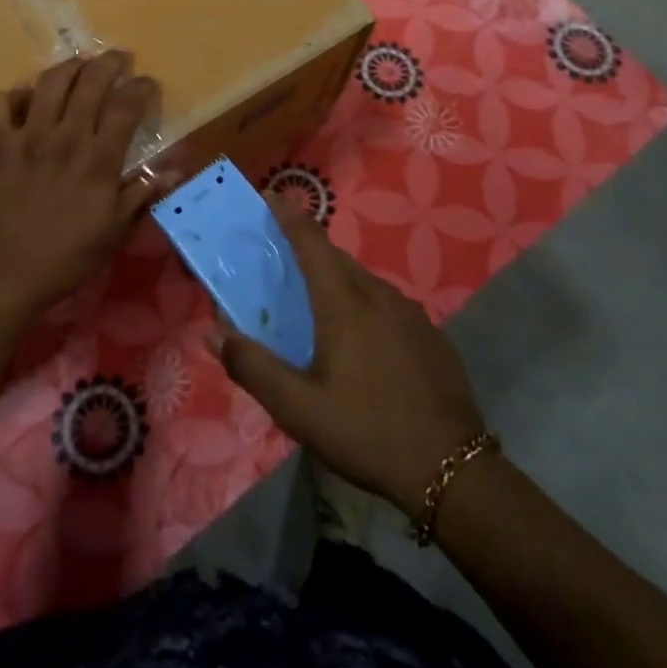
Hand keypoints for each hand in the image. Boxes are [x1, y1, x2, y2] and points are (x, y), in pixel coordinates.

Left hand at [0, 52, 163, 332]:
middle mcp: (65, 138)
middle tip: (118, 59)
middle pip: (91, 81)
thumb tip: (175, 170)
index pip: (126, 106)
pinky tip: (20, 104)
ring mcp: (25, 137)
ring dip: (68, 67)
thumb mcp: (112, 234)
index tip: (147, 83)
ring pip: (49, 82)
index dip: (141, 87)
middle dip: (109, 62)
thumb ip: (140, 195)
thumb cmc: (62, 261)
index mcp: (98, 160)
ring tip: (77, 66)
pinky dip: (10, 96)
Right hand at [213, 194, 485, 514]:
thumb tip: (213, 333)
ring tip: (319, 309)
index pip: (311, 242)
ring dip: (338, 282)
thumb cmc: (366, 432)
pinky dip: (365, 307)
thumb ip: (253, 368)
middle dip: (309, 252)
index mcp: (344, 303)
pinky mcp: (431, 336)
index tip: (270, 196)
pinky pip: (388, 305)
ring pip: (365, 282)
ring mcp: (411, 314)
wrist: (453, 471)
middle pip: (337, 259)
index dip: (289, 216)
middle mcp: (379, 295)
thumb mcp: (299, 409)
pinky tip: (363, 345)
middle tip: (283, 264)